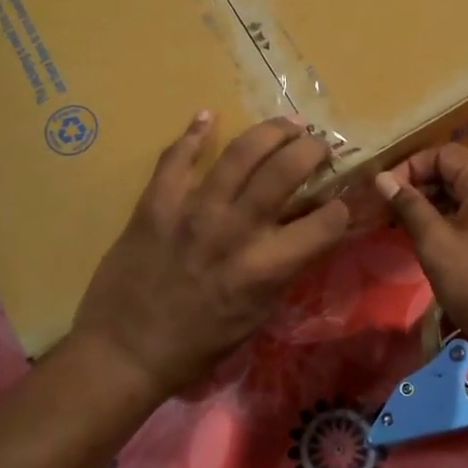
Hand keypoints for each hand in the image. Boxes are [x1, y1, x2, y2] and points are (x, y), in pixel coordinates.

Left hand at [72, 113, 352, 403]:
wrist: (125, 351)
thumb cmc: (199, 343)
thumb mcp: (258, 314)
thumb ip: (286, 269)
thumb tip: (308, 233)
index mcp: (266, 267)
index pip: (326, 222)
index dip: (342, 209)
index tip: (339, 203)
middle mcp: (234, 231)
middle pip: (285, 169)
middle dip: (312, 150)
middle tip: (318, 147)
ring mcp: (192, 212)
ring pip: (239, 153)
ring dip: (270, 131)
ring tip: (286, 125)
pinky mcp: (155, 204)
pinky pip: (176, 158)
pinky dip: (194, 133)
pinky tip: (209, 116)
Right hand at [375, 145, 467, 375]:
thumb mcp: (436, 243)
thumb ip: (409, 206)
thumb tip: (383, 178)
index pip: (444, 153)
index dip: (411, 167)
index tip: (387, 193)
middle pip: (455, 171)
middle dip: (420, 186)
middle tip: (391, 212)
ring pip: (465, 195)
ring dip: (433, 205)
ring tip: (405, 228)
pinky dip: (451, 219)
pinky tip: (432, 242)